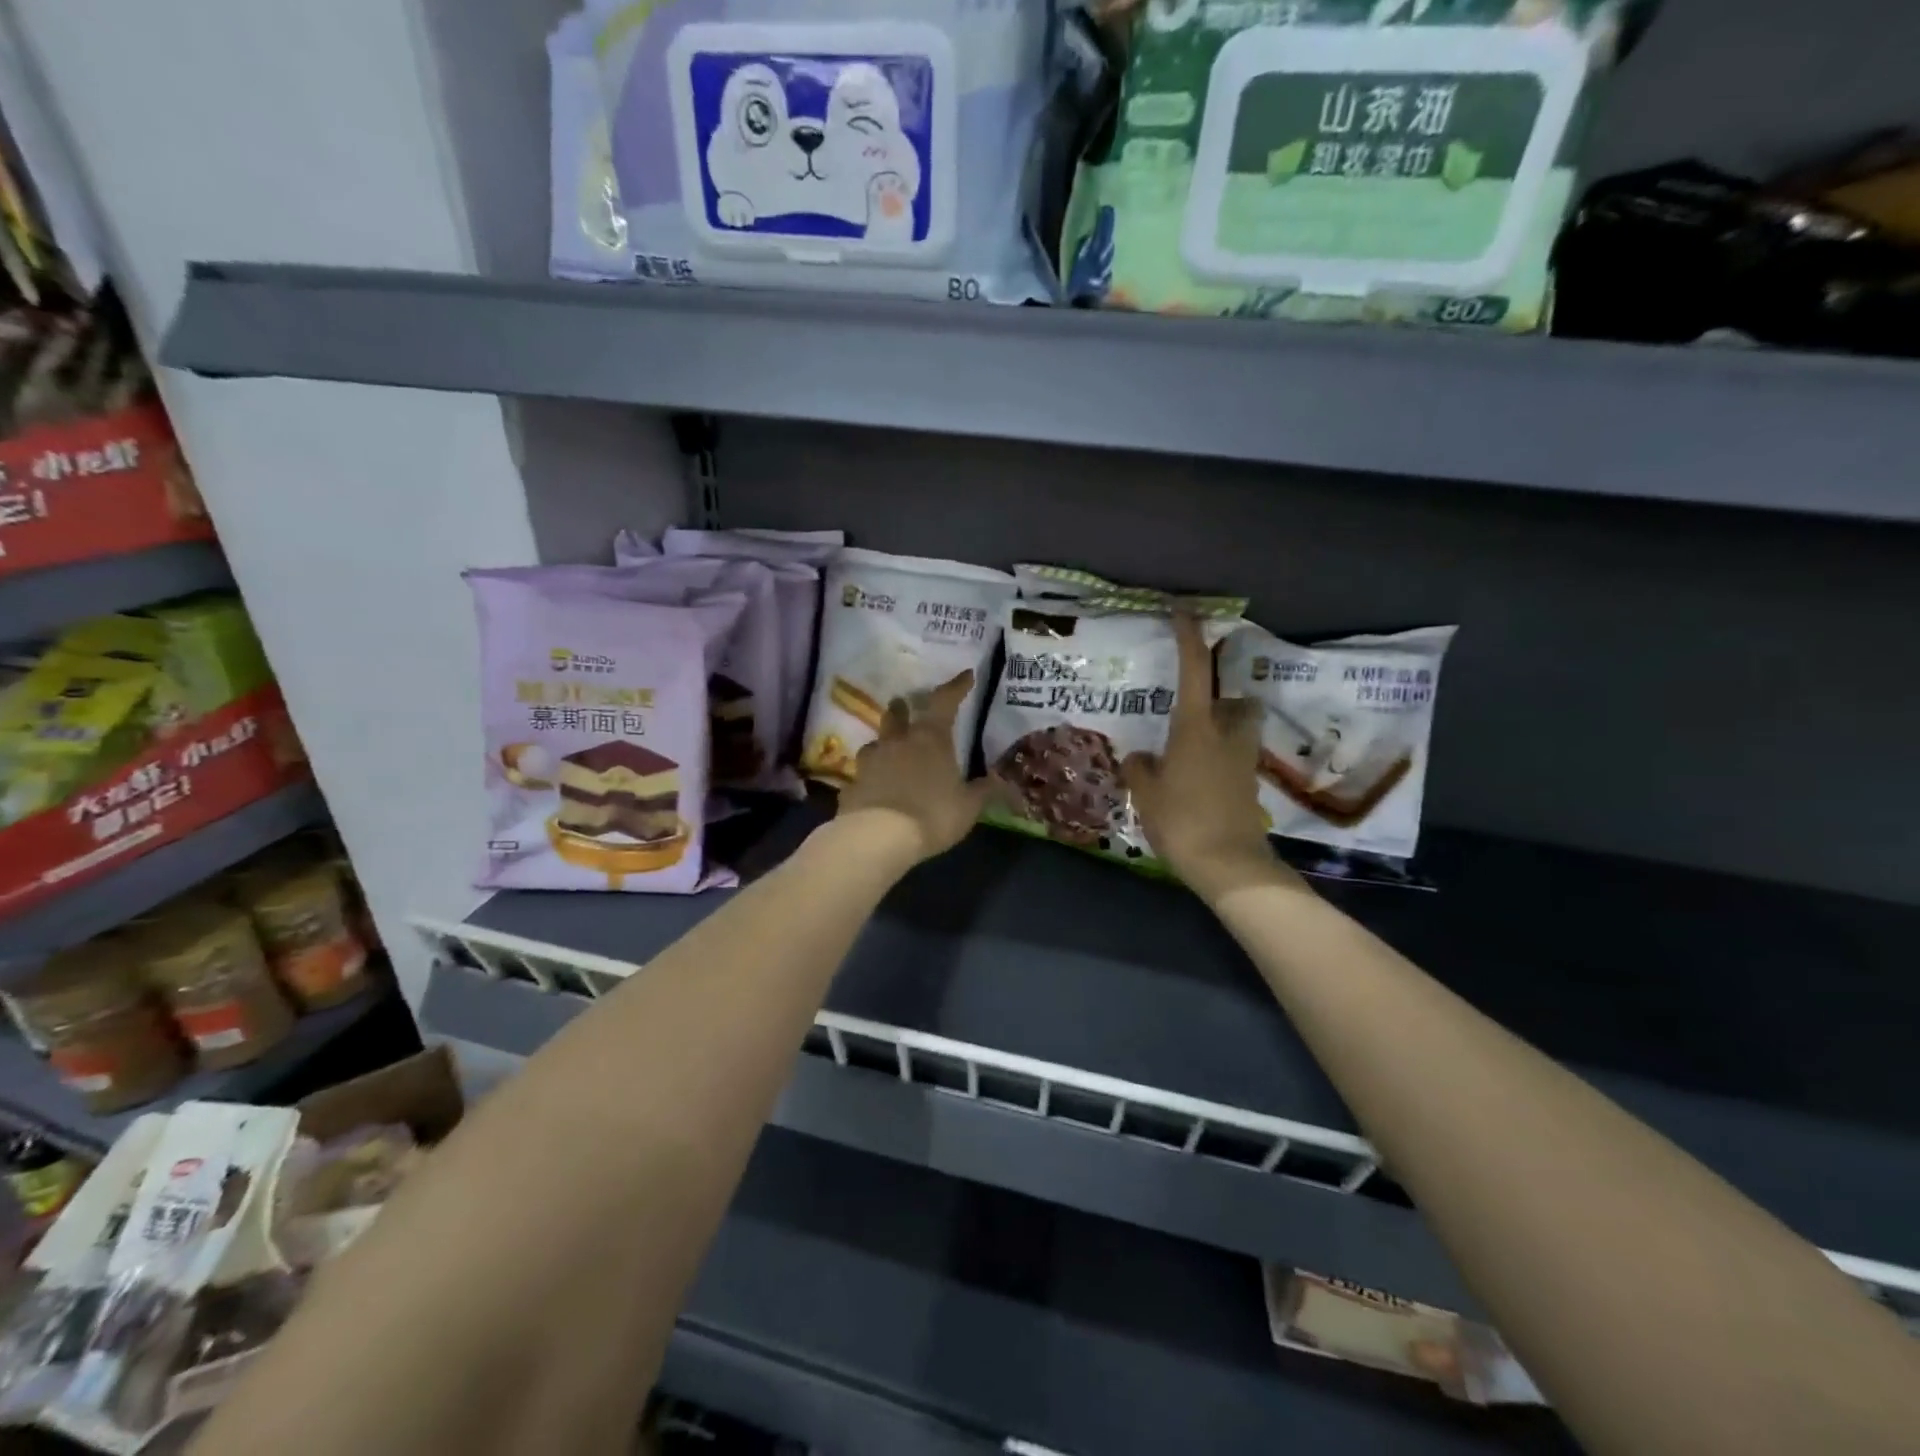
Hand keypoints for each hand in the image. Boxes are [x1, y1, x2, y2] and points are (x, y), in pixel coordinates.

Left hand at [836, 670, 989, 863]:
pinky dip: (870, 777)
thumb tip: (1004, 781)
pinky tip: (874, 788)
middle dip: (902, 708)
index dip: (956, 687)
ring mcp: (870, 761)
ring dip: (883, 743)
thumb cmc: (933, 814)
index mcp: (931, 739)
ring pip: (875, 743)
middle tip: (904, 704)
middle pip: (897, 715)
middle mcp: (898, 742)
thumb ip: (985, 791)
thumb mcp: (969, 806)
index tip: (966, 675)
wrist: (878, 836)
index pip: (944, 702)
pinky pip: (862, 775)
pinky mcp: (852, 784)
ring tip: (888, 749)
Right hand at [1123, 616, 1298, 902]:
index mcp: (1196, 728)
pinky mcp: (1249, 786)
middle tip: (1198, 711)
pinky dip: (1220, 761)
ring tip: (1193, 749)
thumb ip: (1140, 768)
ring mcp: (1243, 762)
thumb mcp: (1145, 793)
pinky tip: (1197, 781)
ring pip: (1240, 731)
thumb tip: (1140, 757)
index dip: (1189, 638)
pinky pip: (1235, 760)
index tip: (1184, 612)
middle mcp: (1226, 736)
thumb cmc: (1182, 820)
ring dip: (1224, 731)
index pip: (1194, 671)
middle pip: (1238, 702)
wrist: (1228, 864)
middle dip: (1226, 699)